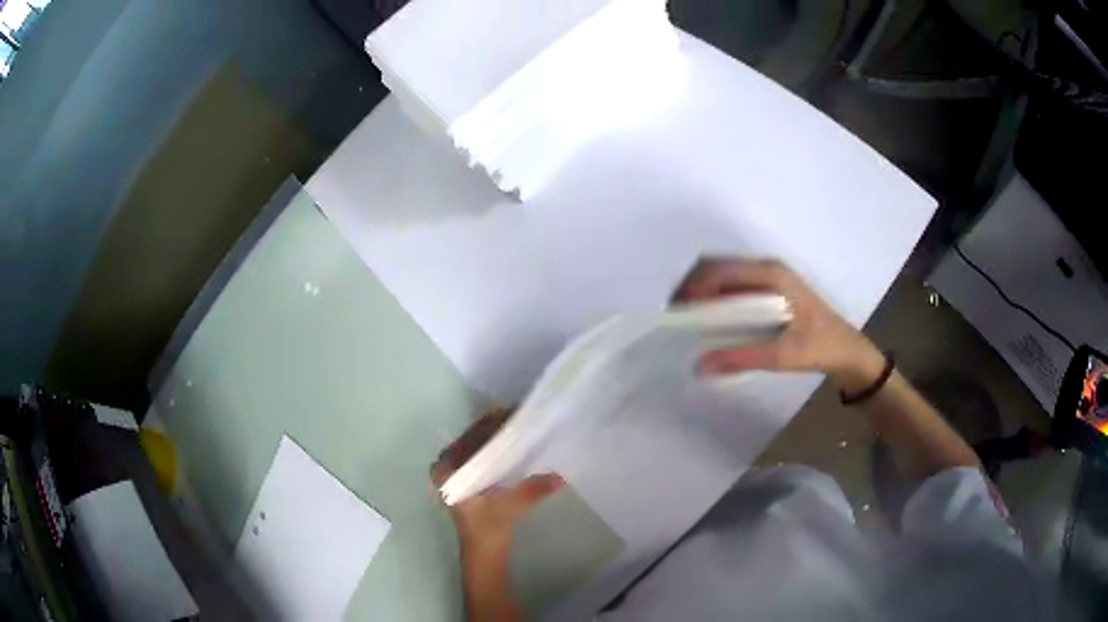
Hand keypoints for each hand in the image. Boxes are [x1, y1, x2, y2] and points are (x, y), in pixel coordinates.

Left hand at [431, 409, 563, 554]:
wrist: (484, 554)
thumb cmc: (488, 531)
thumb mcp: (509, 507)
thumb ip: (532, 490)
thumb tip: (560, 476)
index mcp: (447, 470)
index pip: (469, 438)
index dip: (491, 424)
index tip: (513, 412)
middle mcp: (446, 466)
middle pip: (472, 438)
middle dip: (496, 427)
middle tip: (523, 414)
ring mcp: (455, 472)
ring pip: (477, 445)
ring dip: (497, 435)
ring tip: (522, 423)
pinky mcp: (466, 479)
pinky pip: (480, 454)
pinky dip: (496, 448)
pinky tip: (514, 443)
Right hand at [673, 257, 884, 392]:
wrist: (847, 349)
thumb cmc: (821, 347)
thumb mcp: (783, 355)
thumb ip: (742, 357)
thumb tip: (699, 364)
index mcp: (772, 275)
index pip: (721, 270)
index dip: (693, 286)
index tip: (675, 312)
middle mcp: (767, 268)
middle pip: (717, 266)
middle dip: (691, 286)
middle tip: (674, 316)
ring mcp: (768, 277)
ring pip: (723, 274)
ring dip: (700, 290)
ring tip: (685, 319)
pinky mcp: (768, 289)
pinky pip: (733, 285)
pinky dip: (714, 297)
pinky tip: (707, 319)